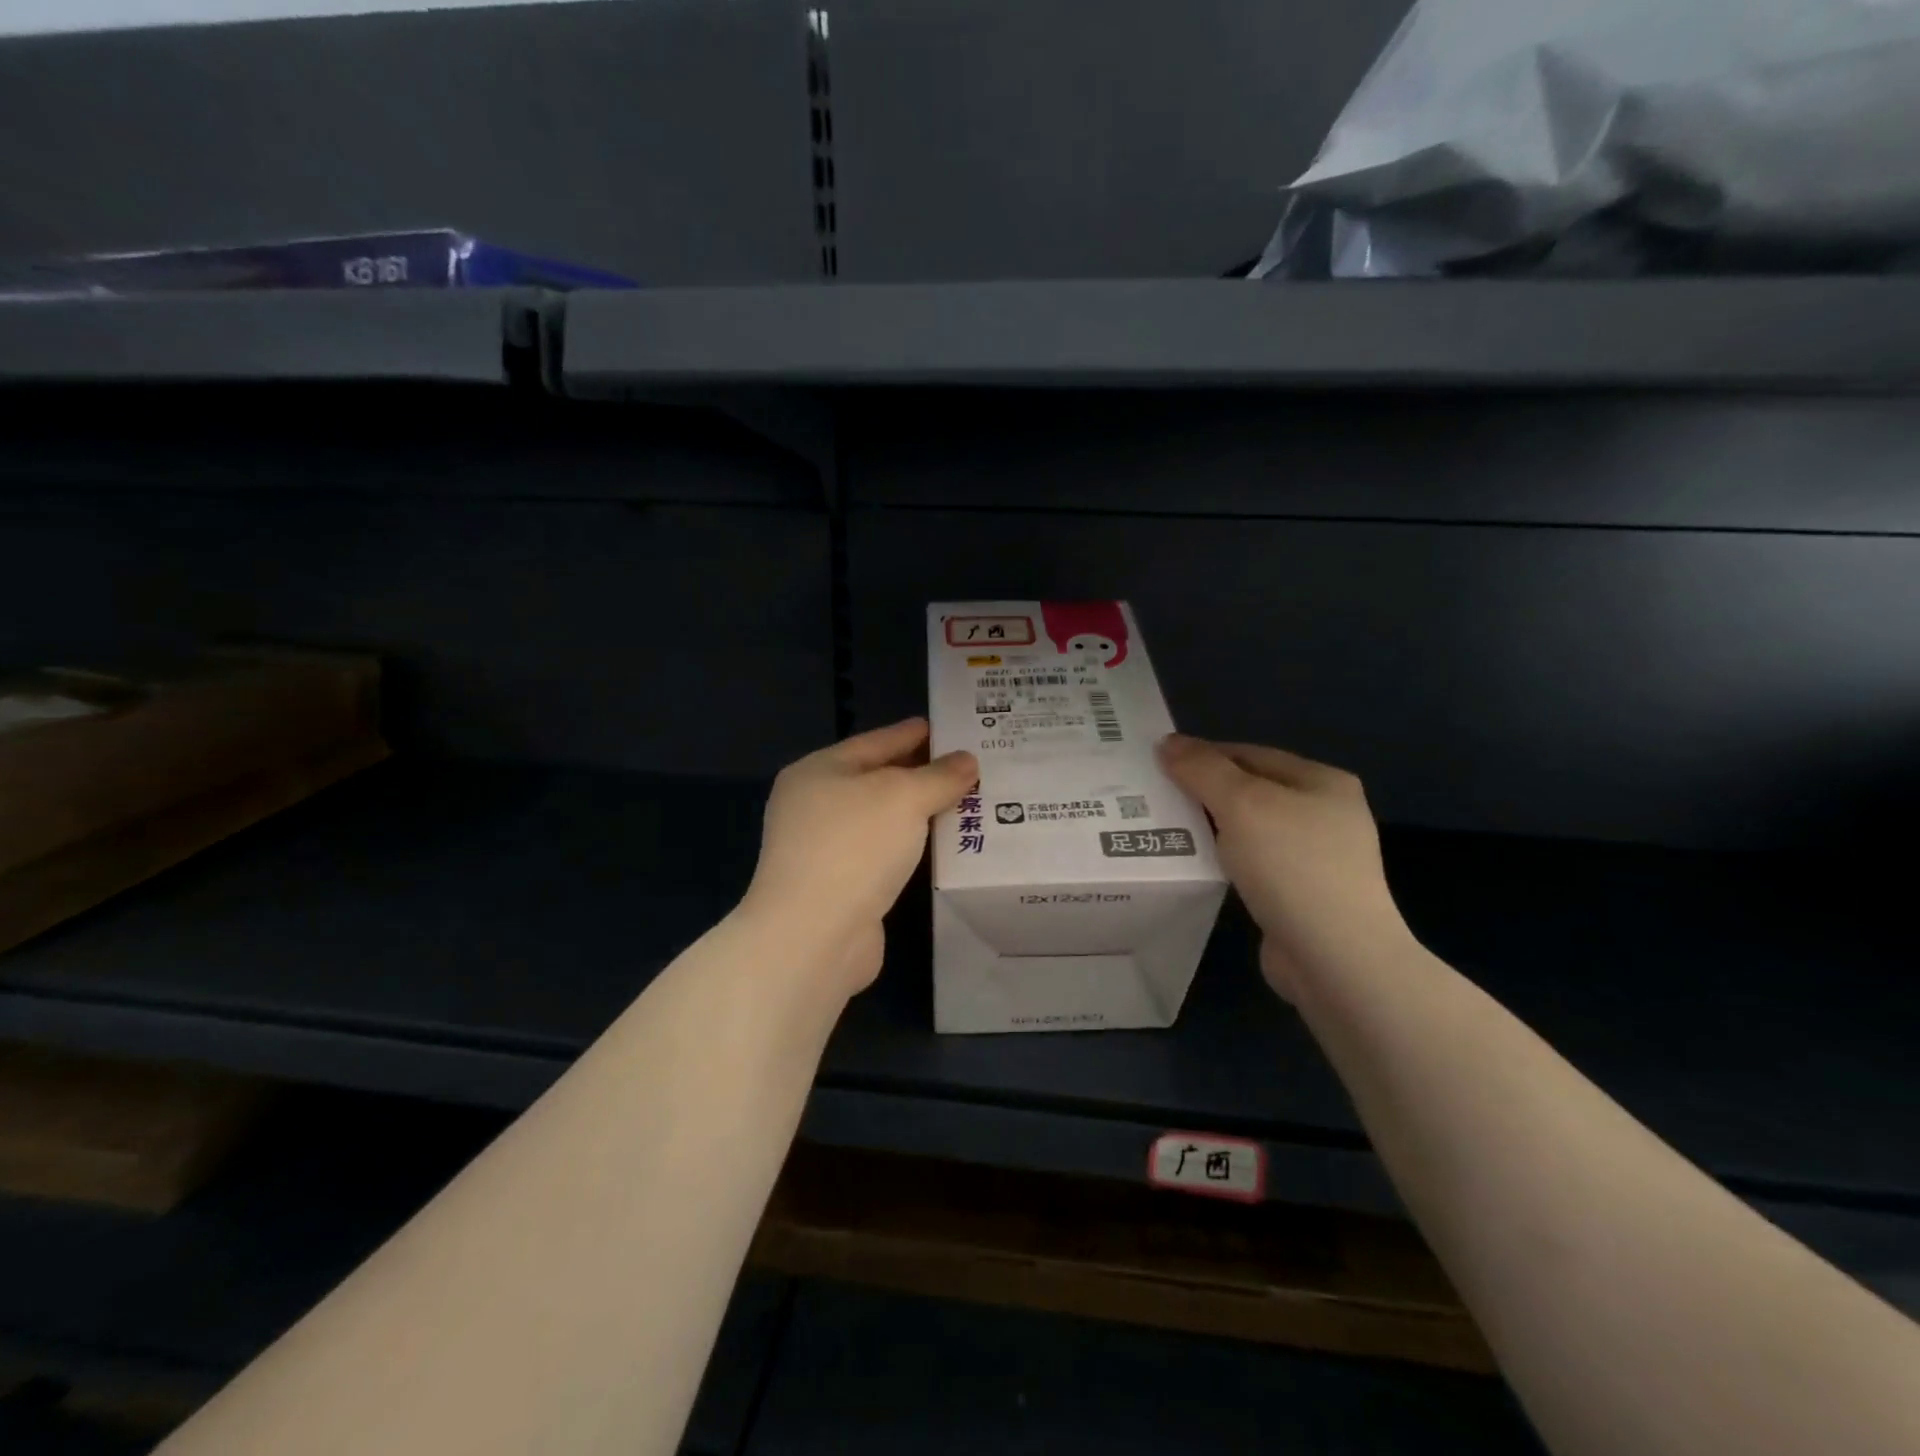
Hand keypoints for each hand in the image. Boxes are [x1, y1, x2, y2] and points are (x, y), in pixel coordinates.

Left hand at [741, 718, 977, 996]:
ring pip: (883, 820)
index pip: (875, 741)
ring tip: (965, 803)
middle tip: (969, 768)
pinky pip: (885, 853)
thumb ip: (939, 776)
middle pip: (877, 780)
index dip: (913, 734)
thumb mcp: (904, 797)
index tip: (951, 731)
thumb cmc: (854, 846)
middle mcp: (815, 805)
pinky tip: (942, 847)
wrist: (814, 934)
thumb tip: (967, 761)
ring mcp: (824, 848)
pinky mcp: (840, 886)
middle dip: (922, 775)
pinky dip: (912, 847)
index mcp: (819, 770)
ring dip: (919, 813)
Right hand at [1158, 735, 1414, 999]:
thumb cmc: (1293, 866)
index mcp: (1321, 781)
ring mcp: (1316, 858)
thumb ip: (1202, 769)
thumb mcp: (1242, 804)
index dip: (1202, 755)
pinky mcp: (1301, 895)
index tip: (1157, 764)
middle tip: (1152, 796)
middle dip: (1203, 792)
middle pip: (1250, 789)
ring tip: (1162, 829)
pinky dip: (1223, 860)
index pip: (1249, 753)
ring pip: (1248, 829)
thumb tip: (1167, 743)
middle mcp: (1324, 813)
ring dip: (1209, 828)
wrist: (1336, 959)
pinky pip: (1251, 864)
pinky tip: (1194, 865)